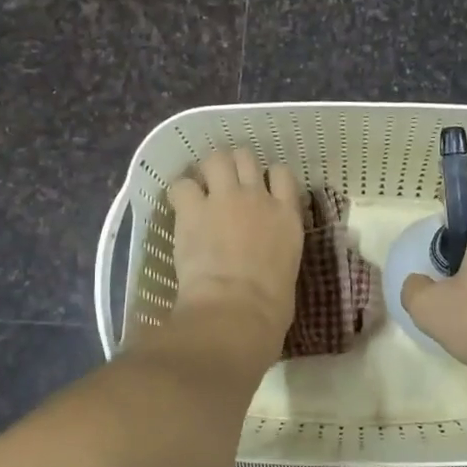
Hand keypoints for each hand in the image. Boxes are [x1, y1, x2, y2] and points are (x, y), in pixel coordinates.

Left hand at [165, 149, 302, 363]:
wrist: (237, 309)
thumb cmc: (271, 307)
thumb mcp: (287, 270)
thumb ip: (277, 252)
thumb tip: (267, 260)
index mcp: (287, 216)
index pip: (282, 174)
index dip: (268, 176)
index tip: (260, 188)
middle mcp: (258, 197)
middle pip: (246, 158)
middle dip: (235, 165)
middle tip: (225, 183)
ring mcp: (225, 198)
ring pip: (216, 159)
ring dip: (208, 170)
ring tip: (201, 187)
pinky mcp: (193, 209)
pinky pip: (182, 185)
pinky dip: (180, 193)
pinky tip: (179, 207)